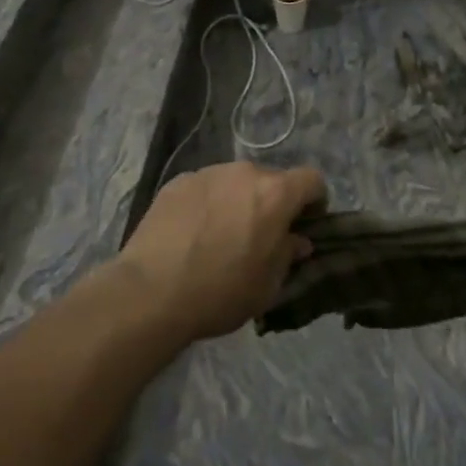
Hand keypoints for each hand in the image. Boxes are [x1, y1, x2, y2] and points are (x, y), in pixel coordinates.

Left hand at [117, 162, 326, 340]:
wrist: (151, 292)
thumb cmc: (220, 292)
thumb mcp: (267, 286)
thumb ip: (288, 255)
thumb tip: (296, 241)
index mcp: (275, 194)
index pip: (312, 180)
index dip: (315, 202)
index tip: (304, 226)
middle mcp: (244, 173)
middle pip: (271, 179)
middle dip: (273, 203)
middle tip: (261, 235)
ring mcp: (207, 174)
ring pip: (236, 182)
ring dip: (239, 201)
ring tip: (222, 234)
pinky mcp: (177, 182)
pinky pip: (206, 188)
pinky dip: (208, 203)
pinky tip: (193, 233)